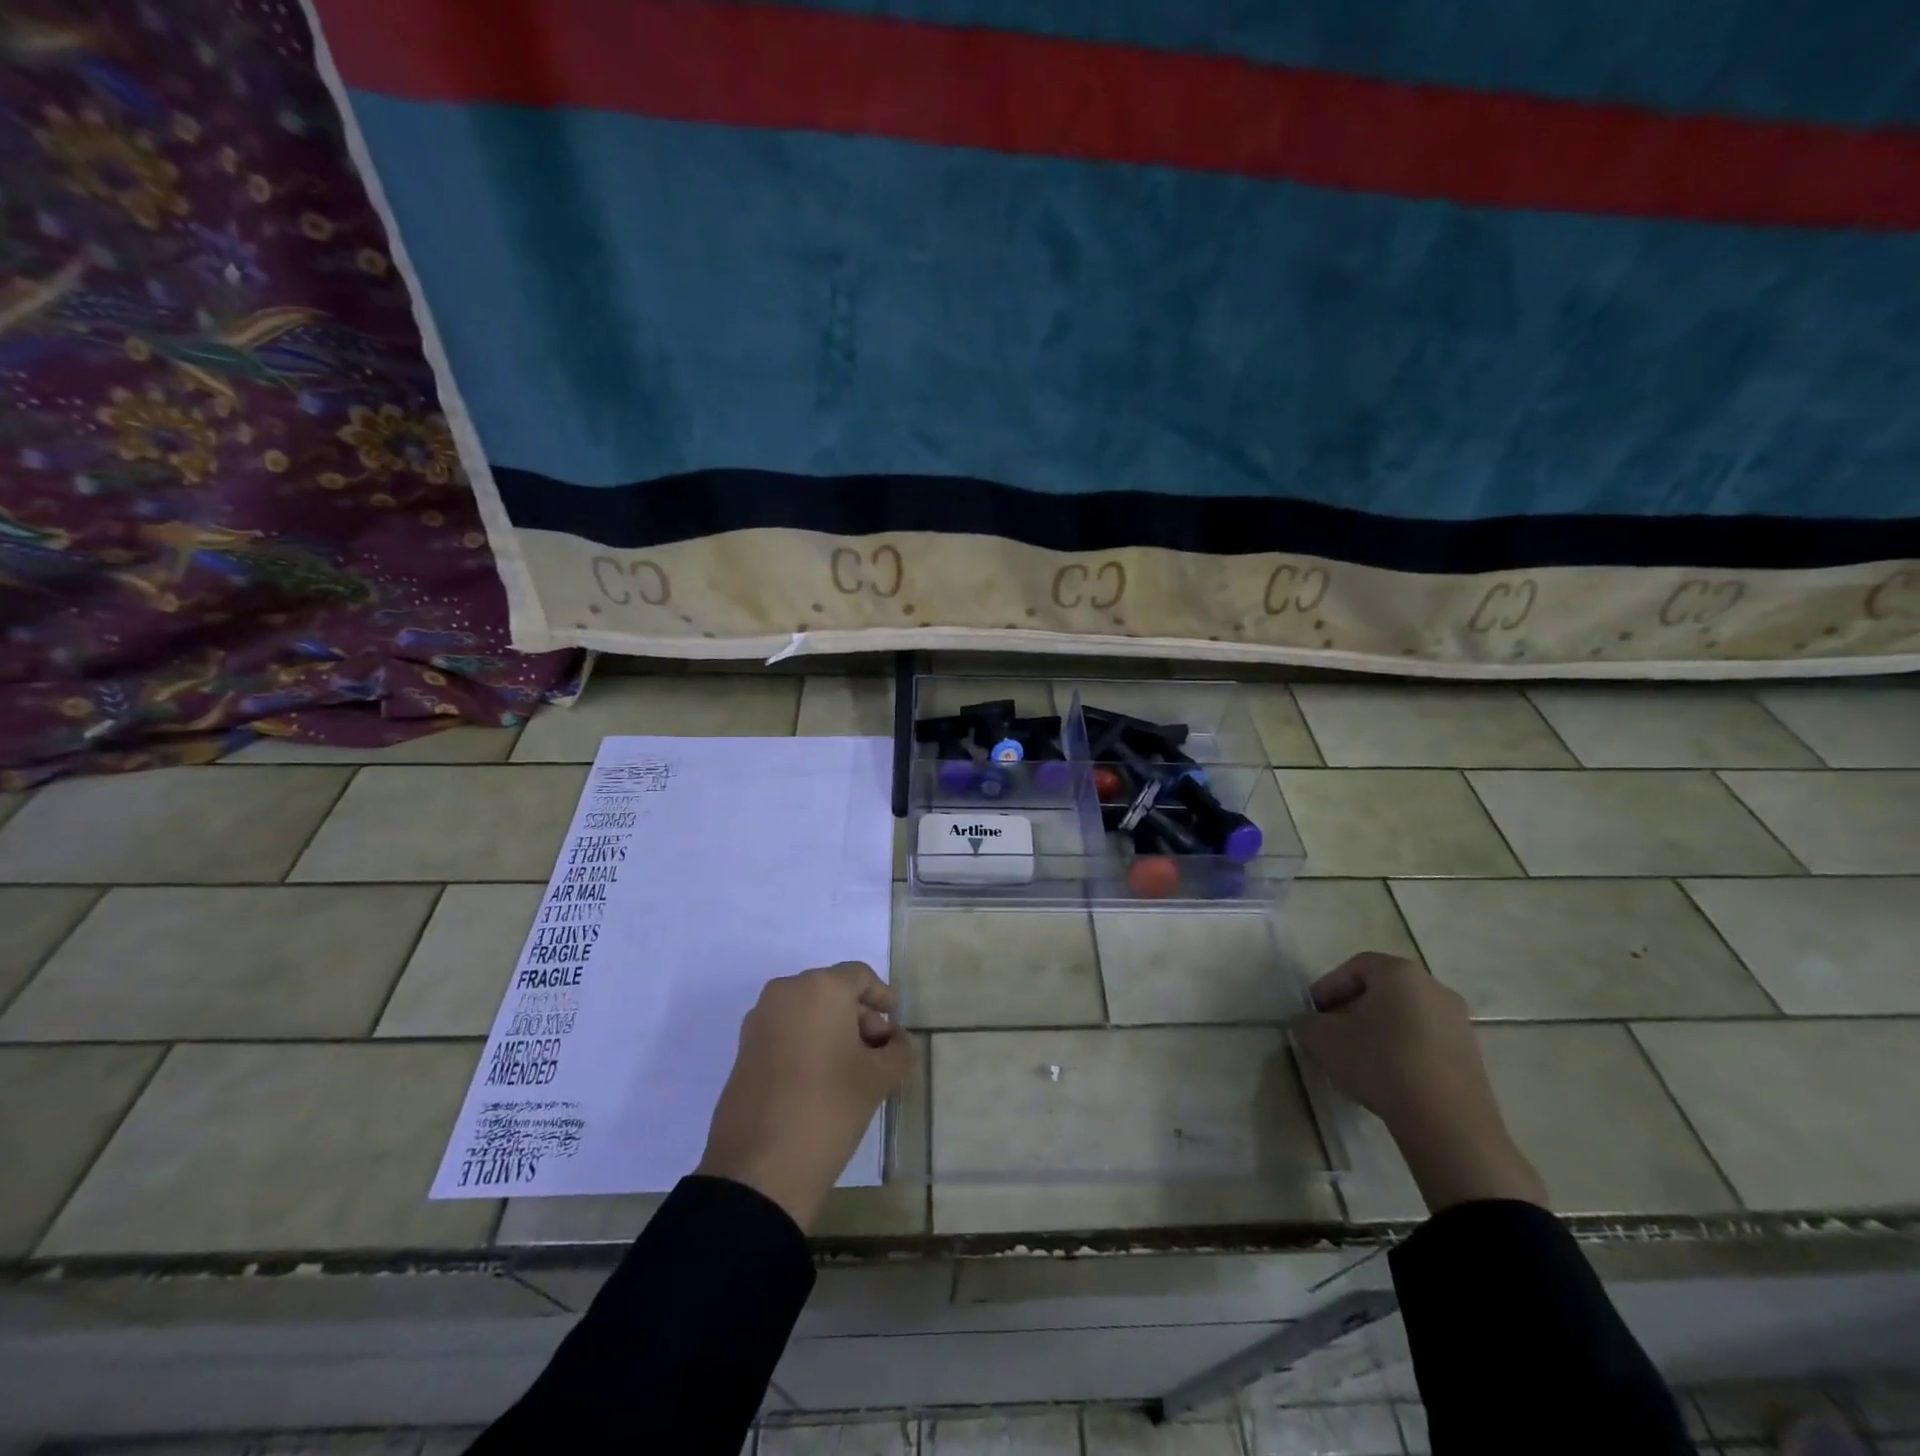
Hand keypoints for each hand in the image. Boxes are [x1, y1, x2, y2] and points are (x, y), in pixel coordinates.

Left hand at [696, 962, 913, 1231]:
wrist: (758, 1170)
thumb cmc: (828, 1108)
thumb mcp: (878, 1080)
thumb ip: (898, 1050)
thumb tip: (896, 1040)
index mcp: (820, 988)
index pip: (860, 976)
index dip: (882, 997)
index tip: (895, 1023)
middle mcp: (785, 992)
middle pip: (832, 992)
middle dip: (859, 1017)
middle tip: (879, 1053)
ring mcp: (759, 1020)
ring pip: (807, 1012)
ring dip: (833, 1031)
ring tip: (852, 1071)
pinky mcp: (744, 1050)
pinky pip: (785, 1032)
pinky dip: (807, 1044)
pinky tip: (821, 1080)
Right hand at [1291, 952, 1547, 1212]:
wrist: (1448, 1123)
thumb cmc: (1380, 1064)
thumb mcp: (1323, 1040)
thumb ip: (1307, 1023)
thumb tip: (1309, 1023)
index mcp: (1398, 973)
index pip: (1355, 967)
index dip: (1328, 987)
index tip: (1313, 1013)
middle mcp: (1433, 987)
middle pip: (1382, 989)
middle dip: (1352, 1008)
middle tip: (1332, 1033)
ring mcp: (1458, 1021)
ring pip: (1405, 1015)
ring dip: (1378, 1030)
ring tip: (1359, 1058)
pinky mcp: (1471, 1054)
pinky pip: (1426, 1039)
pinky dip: (1403, 1048)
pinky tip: (1389, 1076)